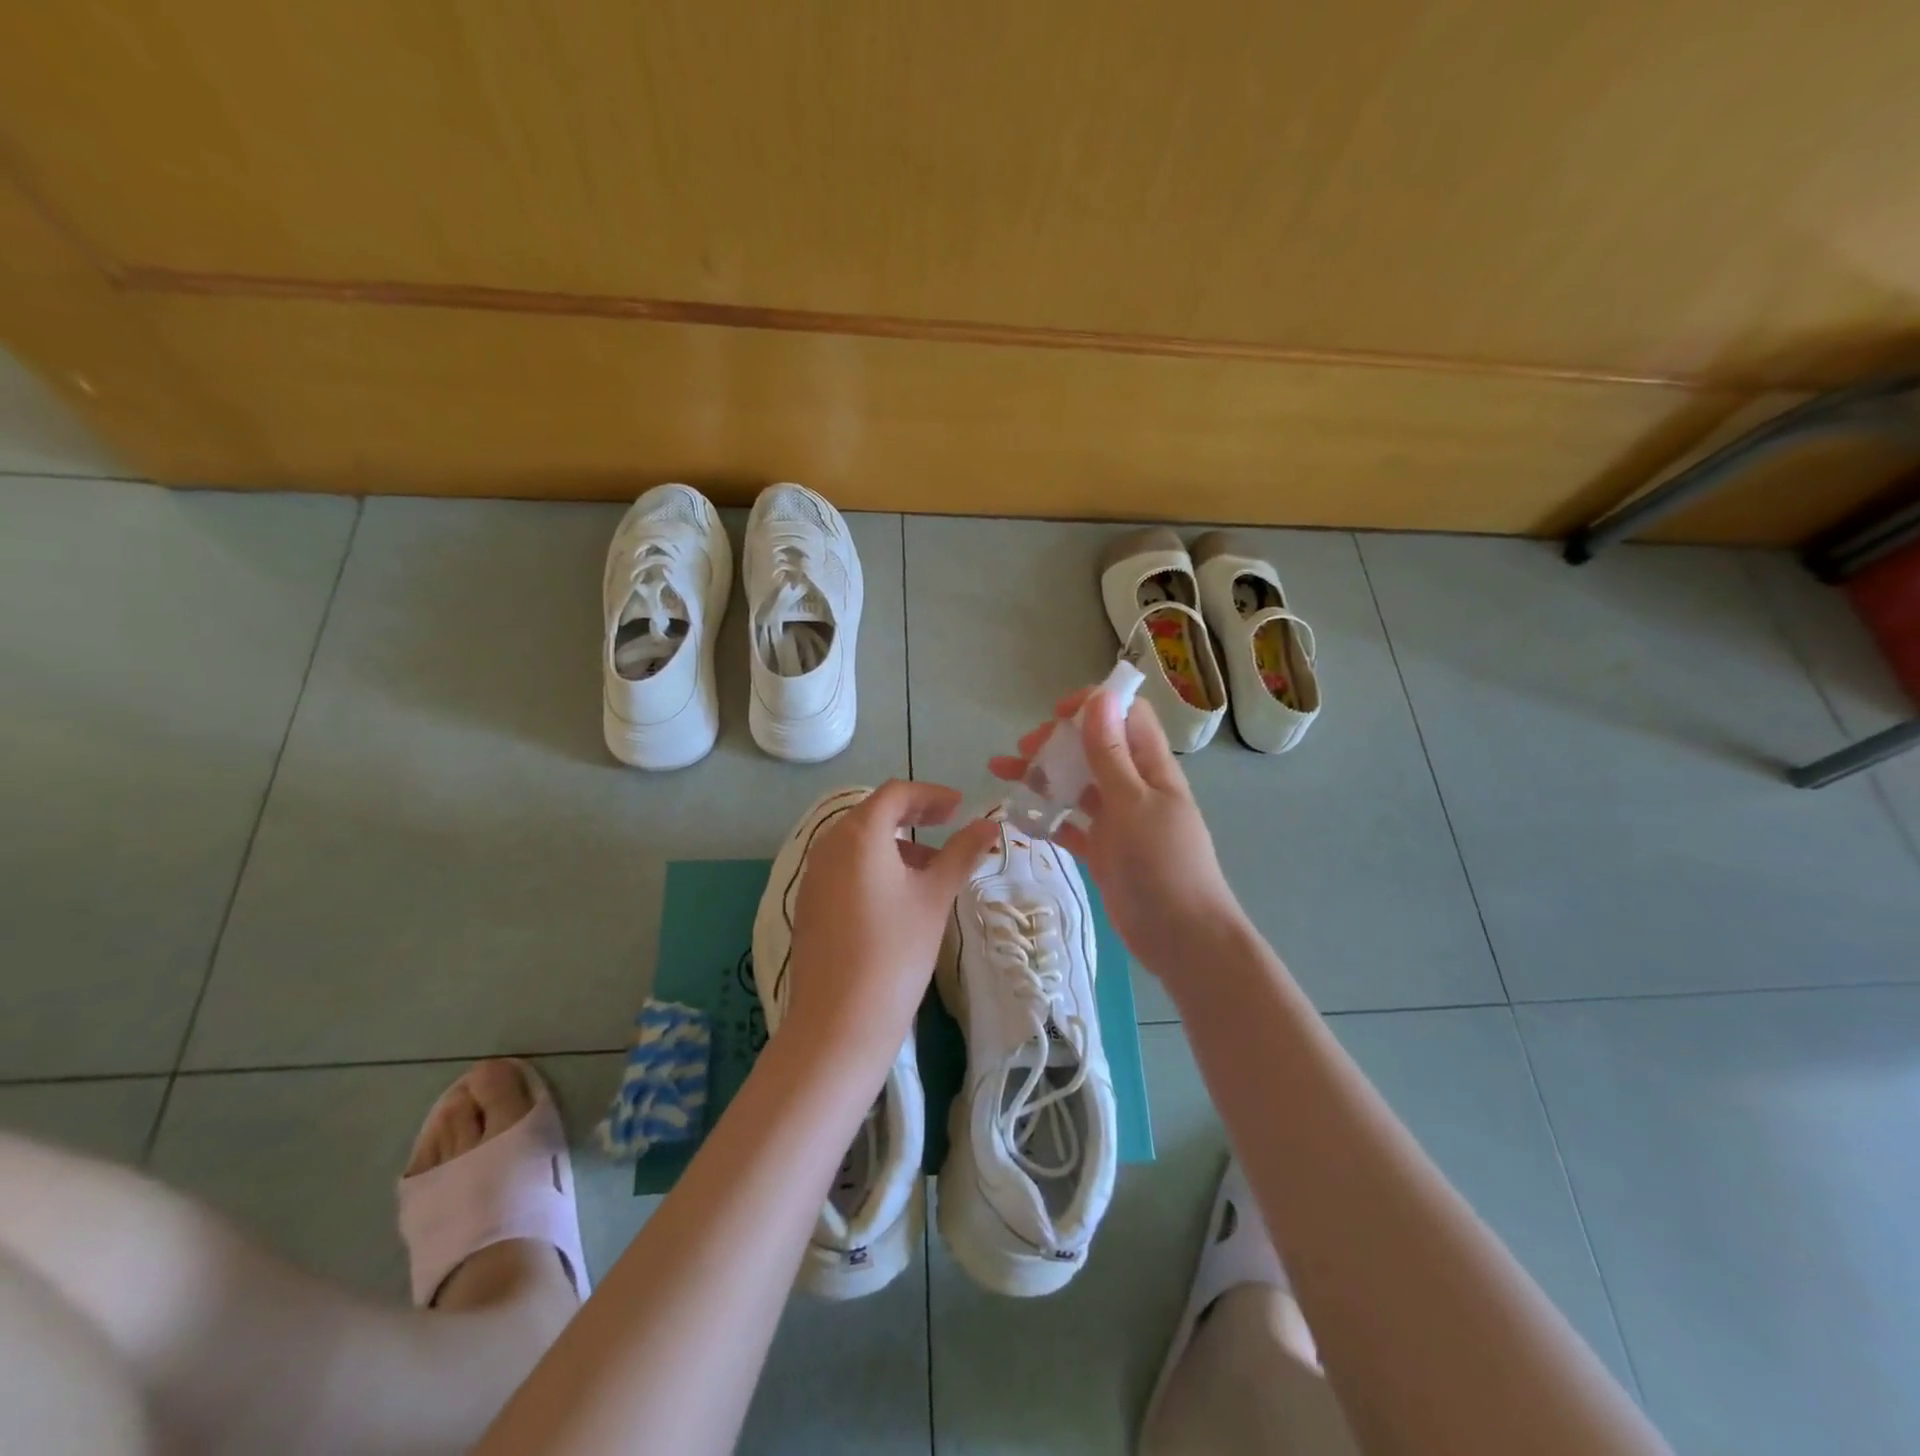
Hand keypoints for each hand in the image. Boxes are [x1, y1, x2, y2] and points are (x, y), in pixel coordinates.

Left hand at [785, 781, 998, 1066]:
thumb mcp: (935, 897)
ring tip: (931, 867)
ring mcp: (813, 876)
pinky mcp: (809, 904)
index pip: (895, 793)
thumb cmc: (895, 950)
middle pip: (873, 813)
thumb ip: (962, 853)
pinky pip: (844, 866)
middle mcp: (828, 845)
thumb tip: (990, 825)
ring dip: (895, 842)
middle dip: (913, 815)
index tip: (960, 808)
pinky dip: (874, 865)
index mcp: (858, 834)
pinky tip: (898, 895)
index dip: (930, 794)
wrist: (839, 1021)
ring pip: (857, 841)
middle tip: (948, 824)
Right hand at [989, 689, 1250, 982]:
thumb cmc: (1164, 864)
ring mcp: (1117, 819)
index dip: (1093, 706)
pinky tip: (1018, 817)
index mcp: (1151, 767)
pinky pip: (1069, 824)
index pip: (1125, 716)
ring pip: (1076, 784)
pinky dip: (1047, 817)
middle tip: (1021, 753)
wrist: (1182, 938)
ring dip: (1043, 776)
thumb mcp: (1133, 803)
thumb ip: (1110, 753)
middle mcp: (1133, 786)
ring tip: (1002, 774)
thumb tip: (1099, 696)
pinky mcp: (1103, 850)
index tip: (1055, 715)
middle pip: (1092, 747)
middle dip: (1056, 742)